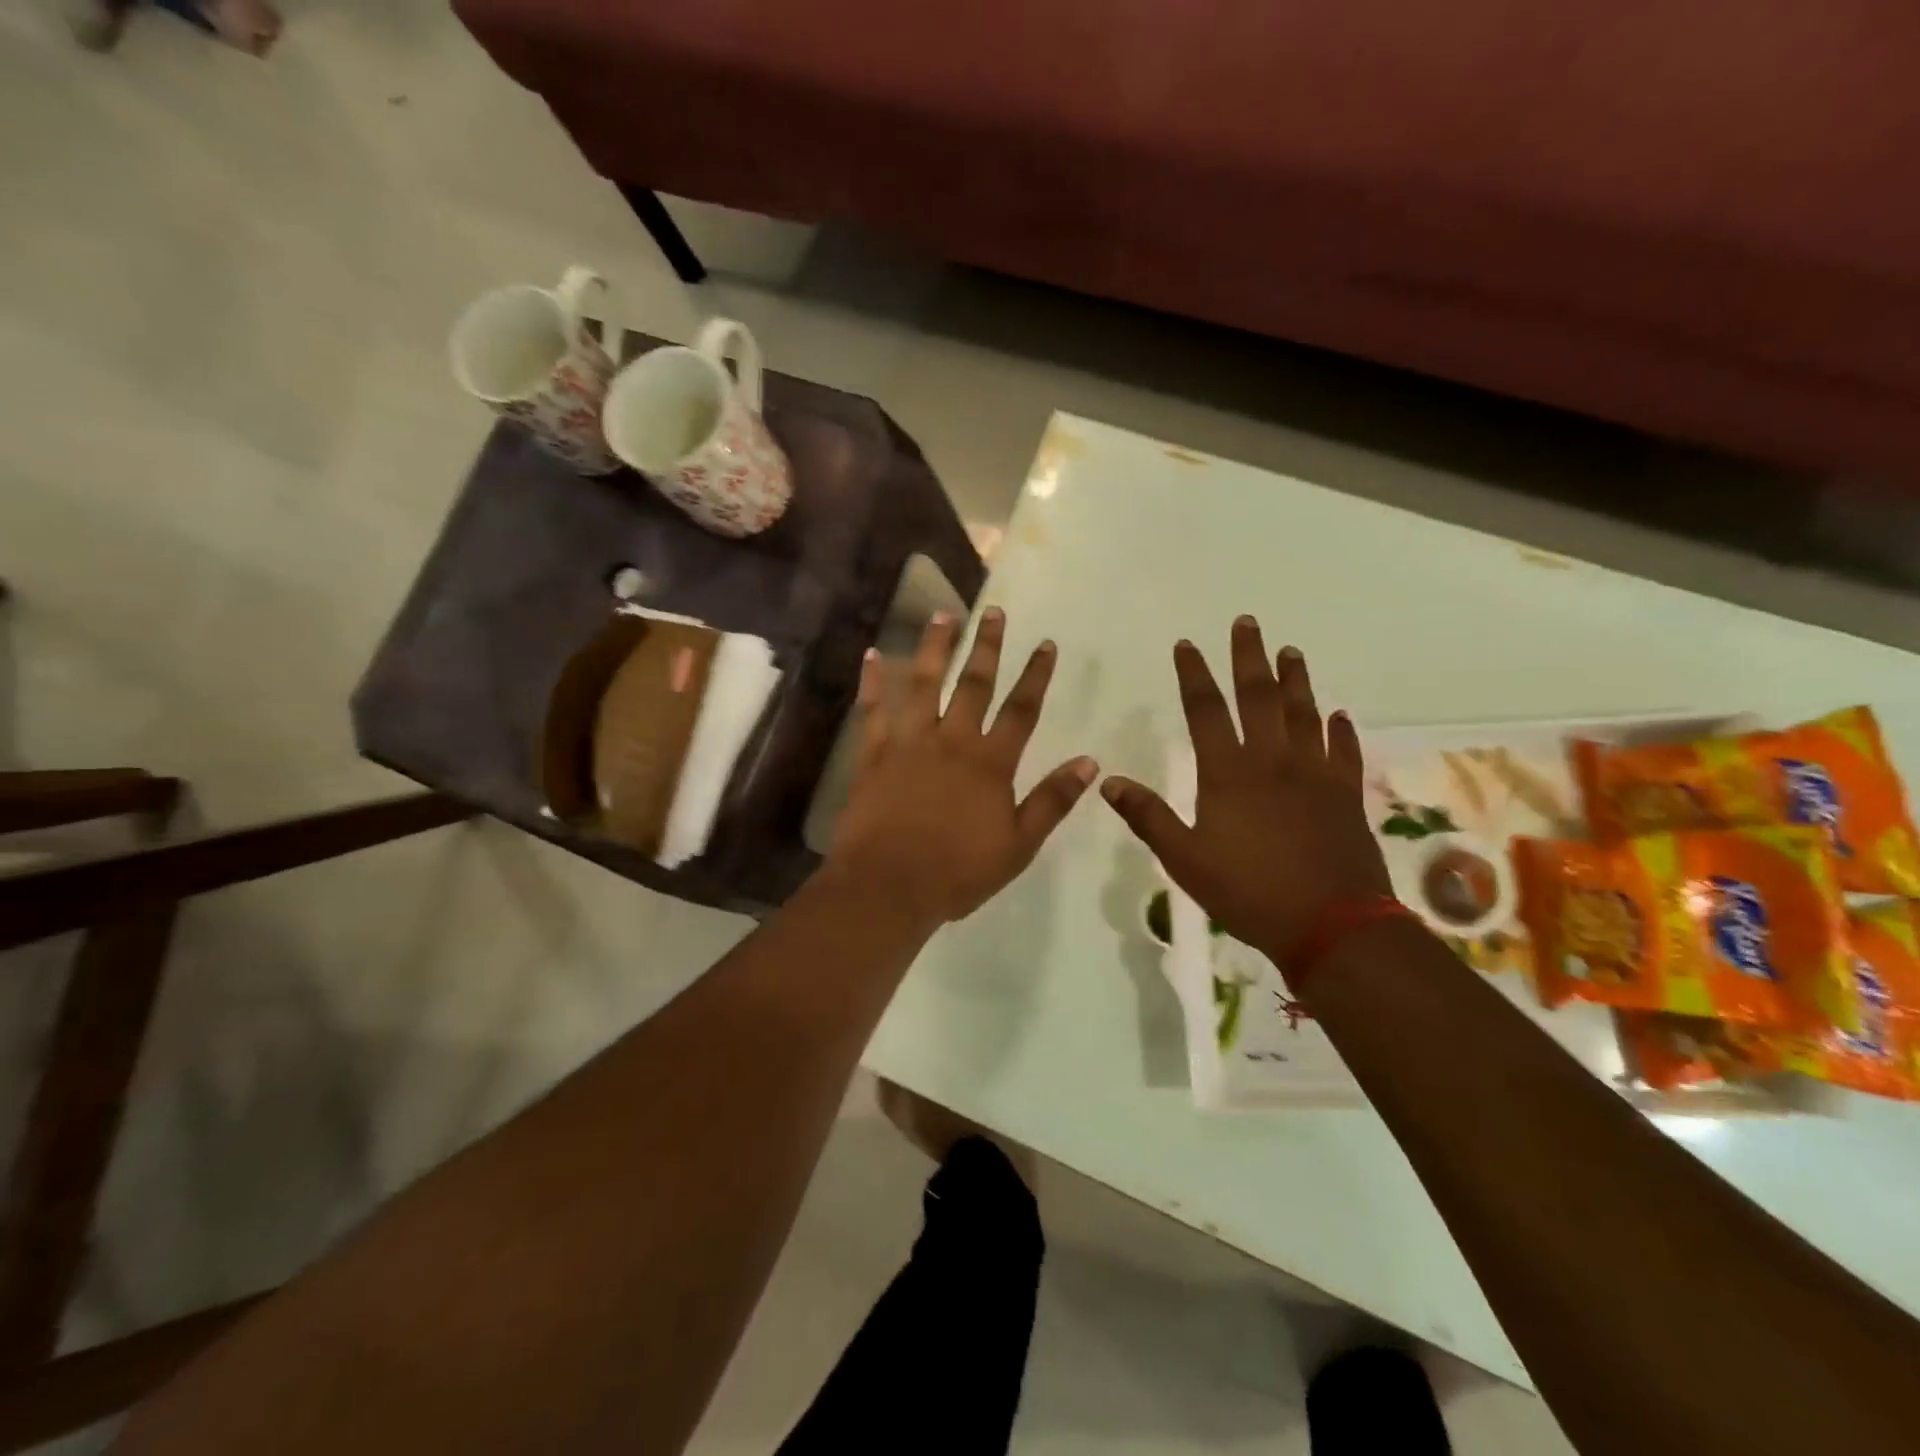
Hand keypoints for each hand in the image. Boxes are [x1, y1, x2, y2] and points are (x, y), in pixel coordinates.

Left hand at [827, 608, 1097, 927]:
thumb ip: (1052, 801)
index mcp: (990, 763)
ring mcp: (909, 743)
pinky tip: (871, 654)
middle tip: (995, 612)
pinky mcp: (874, 753)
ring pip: (923, 684)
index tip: (1046, 644)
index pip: (1021, 709)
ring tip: (943, 615)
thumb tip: (1090, 763)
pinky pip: (873, 709)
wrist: (889, 886)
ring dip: (935, 647)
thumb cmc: (957, 872)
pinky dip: (871, 681)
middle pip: (974, 684)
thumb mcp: (1018, 845)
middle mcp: (952, 740)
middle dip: (987, 646)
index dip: (1035, 676)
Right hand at [1100, 617, 1390, 961]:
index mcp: (1229, 773)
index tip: (1187, 644)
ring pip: (1305, 714)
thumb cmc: (1248, 891)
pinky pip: (1344, 752)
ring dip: (1296, 680)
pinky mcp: (1346, 795)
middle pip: (1260, 697)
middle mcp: (1273, 761)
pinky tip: (1339, 715)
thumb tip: (1108, 781)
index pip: (1207, 710)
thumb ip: (1147, 816)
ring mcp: (1315, 775)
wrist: (1332, 925)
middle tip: (1247, 622)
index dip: (1195, 674)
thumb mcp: (1184, 859)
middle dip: (1249, 657)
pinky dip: (1341, 730)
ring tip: (1291, 652)